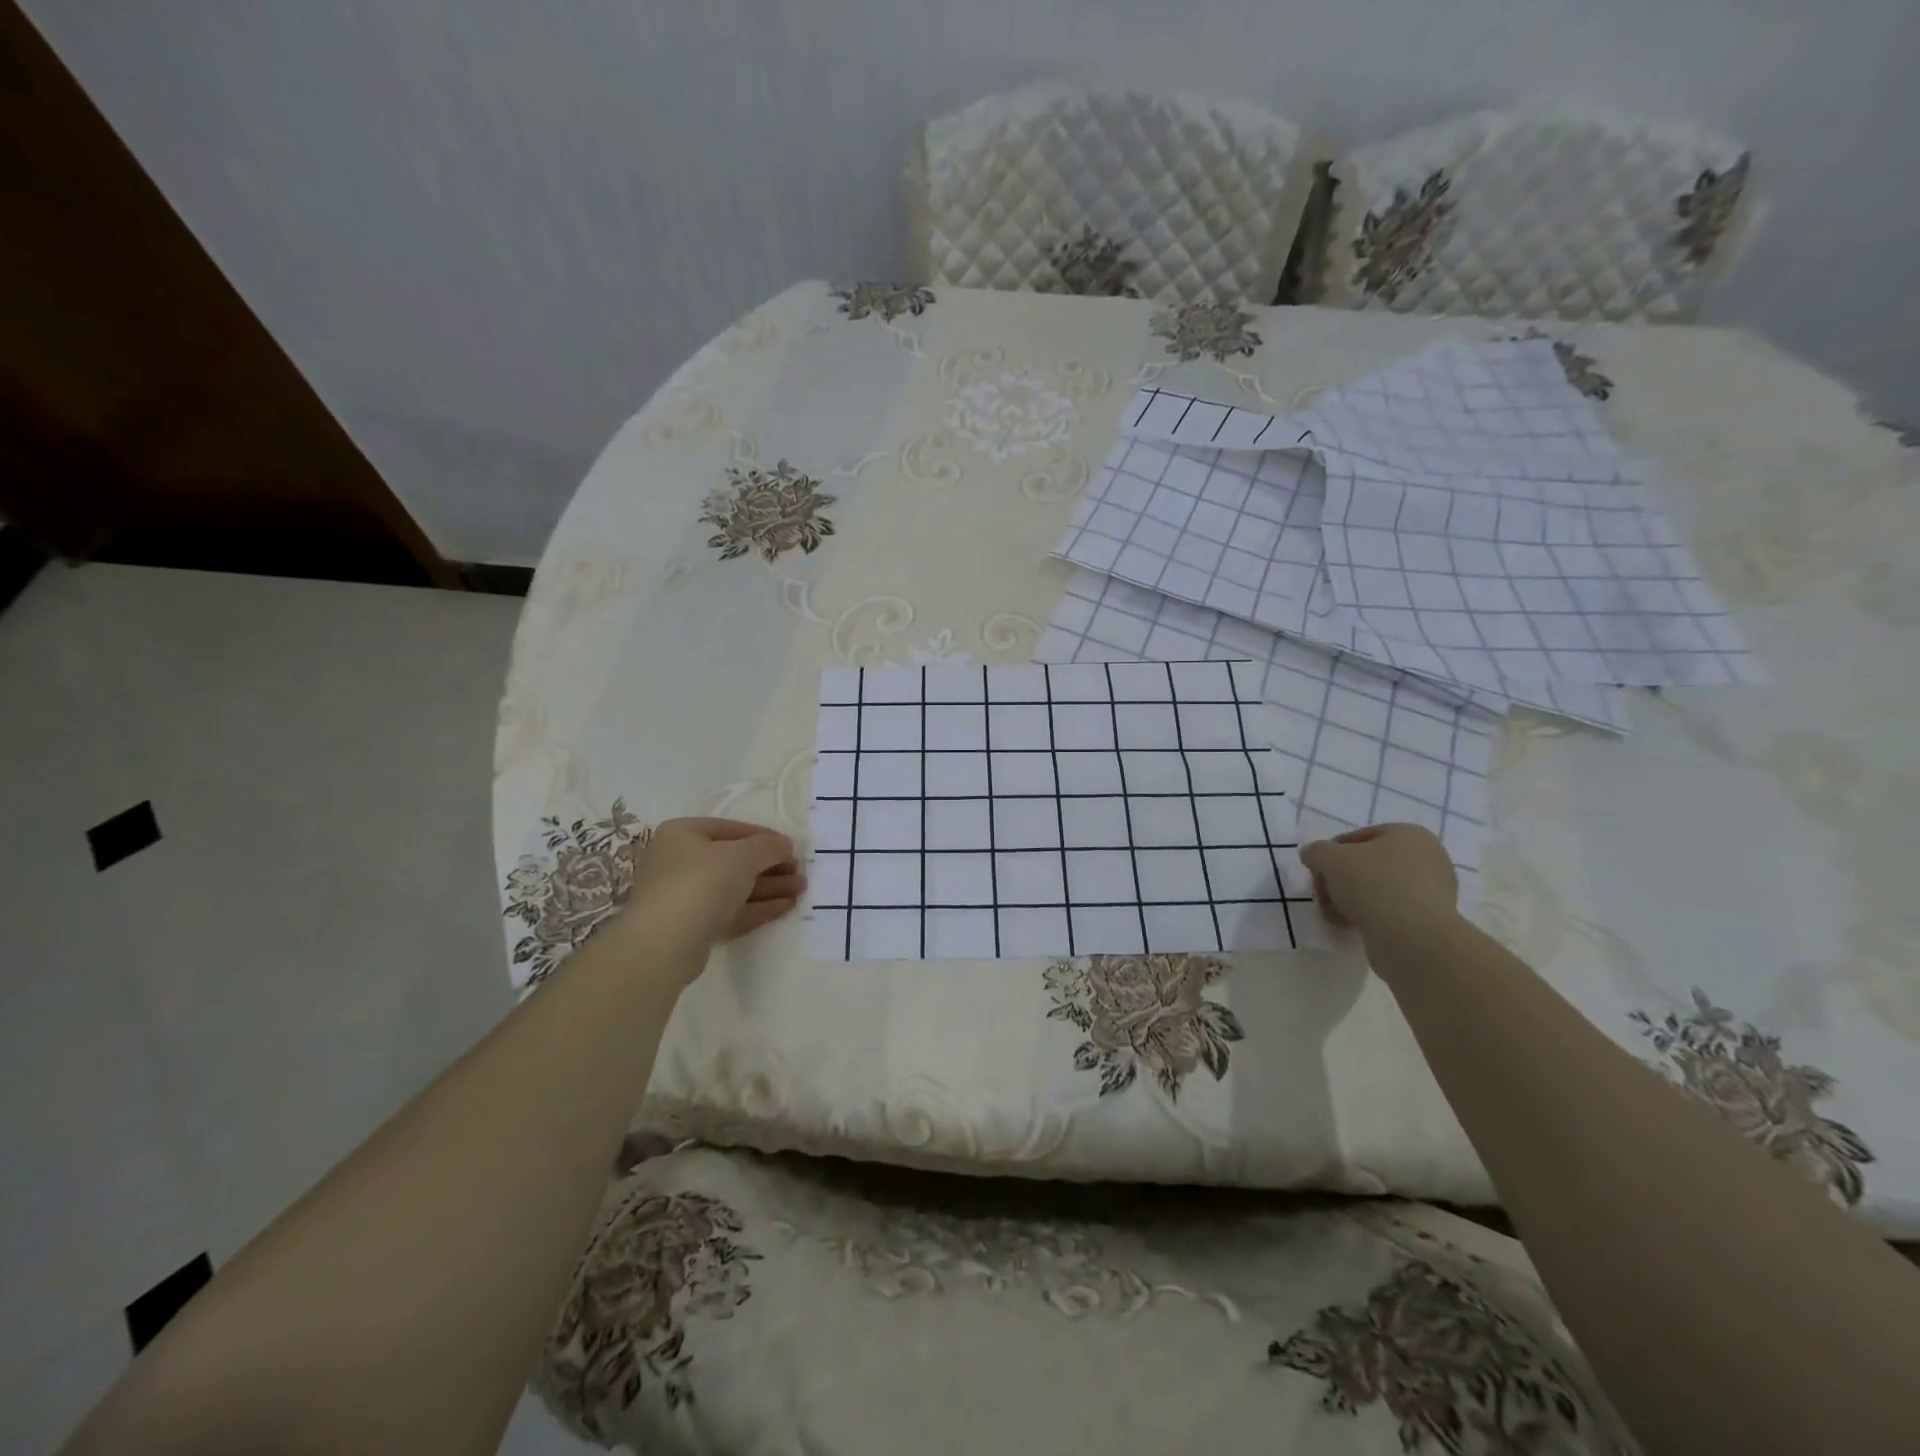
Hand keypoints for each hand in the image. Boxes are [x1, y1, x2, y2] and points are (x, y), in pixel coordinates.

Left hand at [619, 818, 804, 955]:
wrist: (664, 944)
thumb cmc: (701, 882)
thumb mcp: (742, 856)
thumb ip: (768, 846)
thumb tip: (785, 845)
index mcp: (682, 834)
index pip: (730, 829)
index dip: (764, 837)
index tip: (791, 848)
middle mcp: (679, 862)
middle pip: (733, 860)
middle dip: (770, 866)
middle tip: (800, 872)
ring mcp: (684, 896)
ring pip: (734, 887)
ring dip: (769, 887)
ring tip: (801, 890)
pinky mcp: (693, 926)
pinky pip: (730, 911)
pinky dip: (757, 907)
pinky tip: (785, 907)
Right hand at [1299, 824, 1458, 937]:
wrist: (1413, 939)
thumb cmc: (1373, 884)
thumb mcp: (1329, 858)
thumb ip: (1316, 851)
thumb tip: (1313, 855)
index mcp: (1410, 835)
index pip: (1359, 836)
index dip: (1332, 852)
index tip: (1317, 870)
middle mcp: (1426, 859)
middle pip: (1366, 865)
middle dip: (1338, 880)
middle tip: (1322, 894)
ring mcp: (1430, 892)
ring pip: (1374, 890)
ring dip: (1347, 900)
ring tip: (1332, 914)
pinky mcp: (1427, 921)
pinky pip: (1388, 912)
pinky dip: (1366, 916)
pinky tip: (1348, 926)